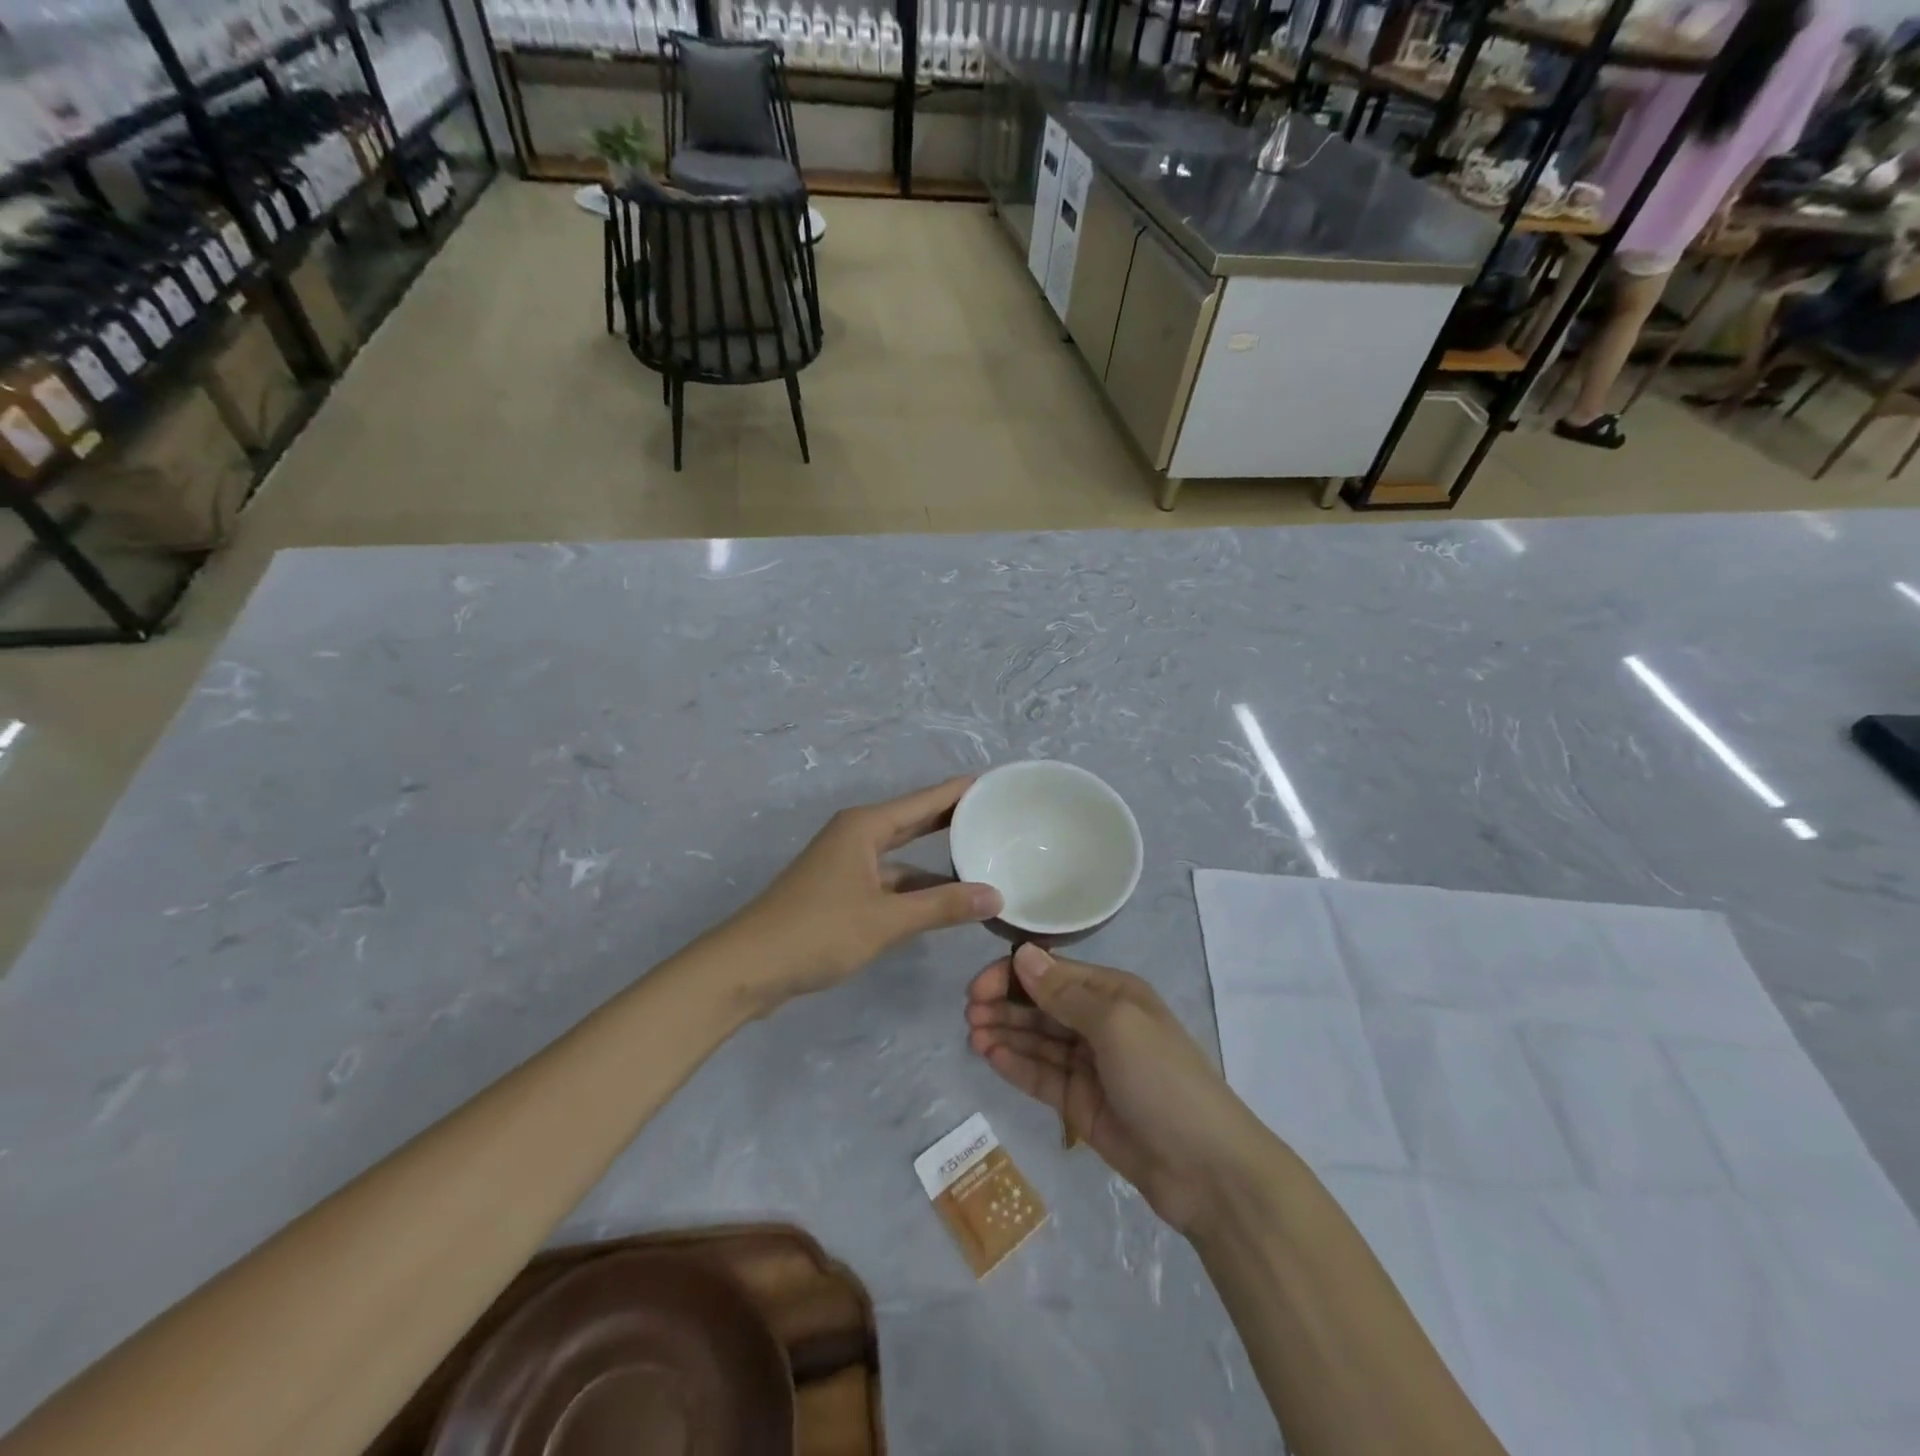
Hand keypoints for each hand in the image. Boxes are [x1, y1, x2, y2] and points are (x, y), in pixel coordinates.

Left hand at [728, 778, 1001, 1010]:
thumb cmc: (817, 932)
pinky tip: (942, 900)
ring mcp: (846, 865)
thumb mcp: (886, 920)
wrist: (747, 968)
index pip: (924, 800)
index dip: (959, 791)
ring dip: (935, 861)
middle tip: (995, 815)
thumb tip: (995, 896)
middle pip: (913, 821)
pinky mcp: (840, 892)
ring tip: (980, 860)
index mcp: (864, 827)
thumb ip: (942, 906)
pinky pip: (889, 880)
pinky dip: (915, 888)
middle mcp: (856, 836)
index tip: (995, 783)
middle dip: (951, 819)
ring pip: (901, 856)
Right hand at [966, 945, 1269, 1234]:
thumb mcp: (1116, 1025)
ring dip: (1006, 1034)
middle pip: (1042, 1006)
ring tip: (973, 1035)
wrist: (1206, 1170)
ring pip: (1038, 1041)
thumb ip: (1065, 993)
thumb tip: (1023, 954)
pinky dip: (1017, 1065)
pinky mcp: (1081, 1105)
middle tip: (969, 1013)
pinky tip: (991, 1057)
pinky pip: (1042, 1076)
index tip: (978, 987)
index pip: (1053, 973)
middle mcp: (1100, 1023)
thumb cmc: (1162, 1080)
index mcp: (1114, 994)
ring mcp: (1090, 1066)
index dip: (1014, 975)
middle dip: (1005, 1004)